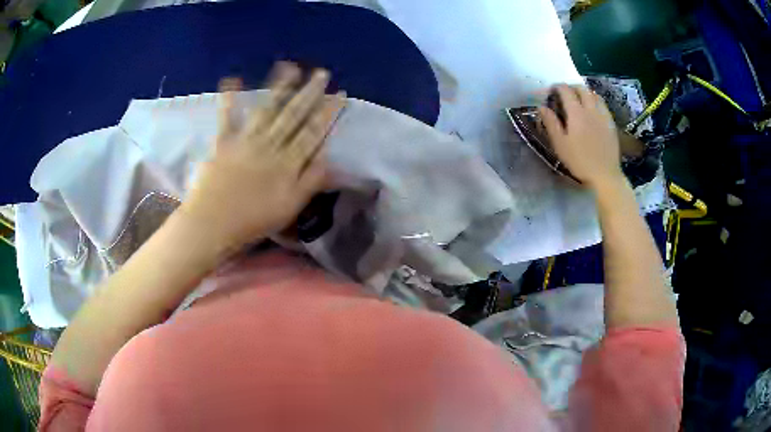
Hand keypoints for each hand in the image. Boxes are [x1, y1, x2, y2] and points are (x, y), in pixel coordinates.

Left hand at [181, 62, 344, 253]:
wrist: (213, 224)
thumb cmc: (253, 220)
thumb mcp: (290, 207)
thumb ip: (311, 181)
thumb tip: (329, 157)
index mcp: (287, 162)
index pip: (313, 132)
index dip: (327, 113)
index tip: (339, 95)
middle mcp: (269, 145)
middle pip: (293, 115)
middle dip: (309, 92)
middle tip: (321, 73)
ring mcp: (245, 141)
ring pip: (267, 109)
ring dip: (279, 87)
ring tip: (290, 66)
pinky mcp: (223, 142)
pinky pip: (227, 117)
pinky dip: (229, 99)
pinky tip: (232, 79)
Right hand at [539, 84, 624, 189]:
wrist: (605, 175)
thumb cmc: (580, 161)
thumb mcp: (560, 144)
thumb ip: (551, 123)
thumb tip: (542, 107)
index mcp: (576, 113)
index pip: (566, 90)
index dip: (557, 87)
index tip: (550, 91)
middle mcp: (591, 109)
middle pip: (581, 88)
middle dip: (571, 87)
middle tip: (564, 94)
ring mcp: (603, 115)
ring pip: (593, 94)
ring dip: (584, 92)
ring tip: (579, 99)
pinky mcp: (611, 123)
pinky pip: (603, 104)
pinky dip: (595, 101)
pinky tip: (592, 110)